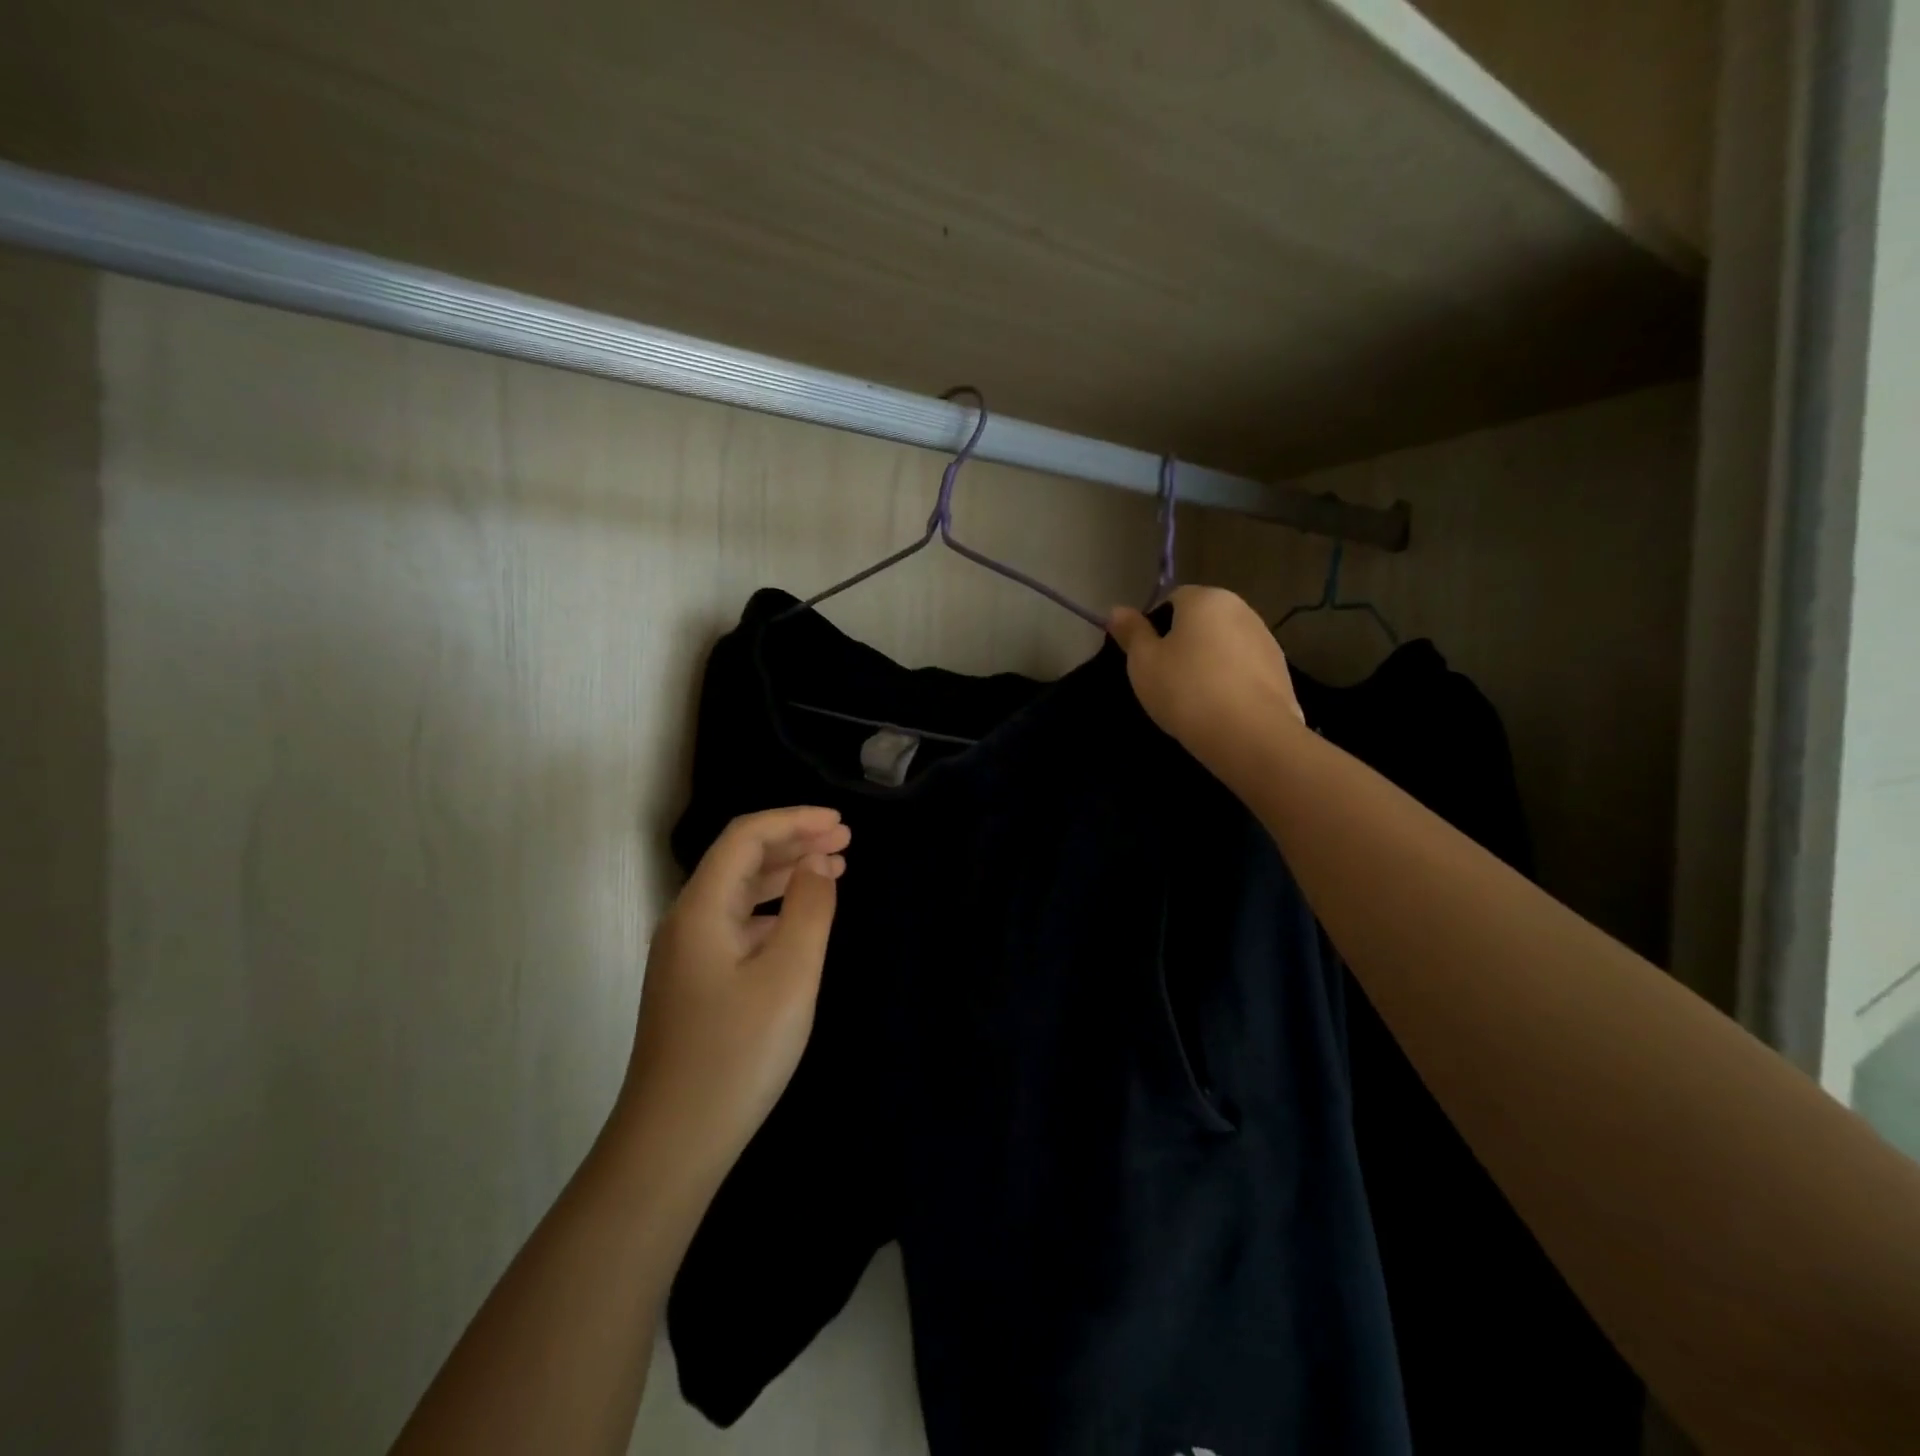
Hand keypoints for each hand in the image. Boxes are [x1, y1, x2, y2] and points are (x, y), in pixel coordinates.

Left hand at [618, 807, 849, 1176]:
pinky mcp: (696, 983)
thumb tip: (818, 862)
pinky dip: (774, 909)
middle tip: (846, 840)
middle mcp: (687, 921)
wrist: (673, 1144)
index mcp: (701, 909)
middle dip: (794, 841)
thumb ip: (809, 908)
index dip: (794, 820)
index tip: (841, 823)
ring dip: (785, 873)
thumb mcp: (789, 975)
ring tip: (834, 869)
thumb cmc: (737, 1053)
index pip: (745, 837)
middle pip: (740, 859)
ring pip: (740, 892)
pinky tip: (800, 920)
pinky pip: (738, 924)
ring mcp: (688, 954)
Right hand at [1108, 586, 1304, 772]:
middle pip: (1203, 621)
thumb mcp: (1143, 662)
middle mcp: (1242, 609)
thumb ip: (1131, 632)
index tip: (1148, 659)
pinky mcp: (1282, 672)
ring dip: (1210, 663)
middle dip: (1185, 644)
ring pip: (1225, 646)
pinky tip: (1220, 710)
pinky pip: (1245, 671)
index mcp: (1207, 599)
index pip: (1173, 599)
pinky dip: (1231, 683)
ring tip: (1194, 700)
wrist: (1249, 735)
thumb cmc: (1186, 690)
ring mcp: (1267, 641)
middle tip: (1167, 679)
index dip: (1156, 626)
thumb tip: (1117, 610)